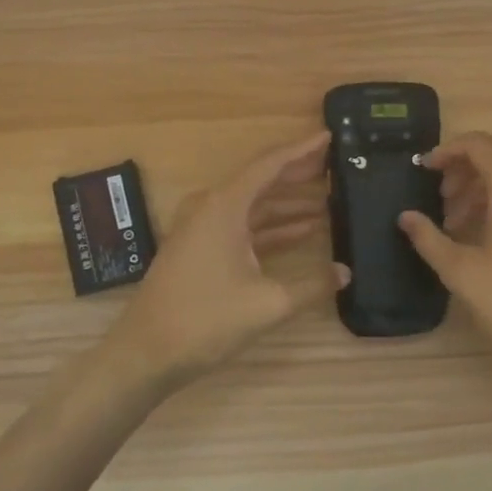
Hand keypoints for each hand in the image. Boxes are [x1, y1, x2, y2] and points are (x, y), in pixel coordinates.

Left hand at [104, 131, 346, 390]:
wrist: (145, 354)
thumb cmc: (205, 320)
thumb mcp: (267, 304)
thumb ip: (312, 285)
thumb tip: (346, 273)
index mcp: (224, 205)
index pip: (270, 164)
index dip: (302, 150)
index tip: (329, 136)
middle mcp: (212, 207)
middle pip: (262, 180)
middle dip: (298, 172)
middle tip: (334, 164)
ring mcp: (203, 228)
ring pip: (254, 205)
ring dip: (288, 203)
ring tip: (327, 200)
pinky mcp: (200, 248)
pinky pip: (243, 225)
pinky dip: (271, 227)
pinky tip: (302, 233)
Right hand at [399, 132, 491, 373]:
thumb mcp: (460, 272)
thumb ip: (428, 238)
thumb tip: (406, 217)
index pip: (481, 145)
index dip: (449, 150)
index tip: (426, 169)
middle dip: (469, 161)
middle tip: (444, 191)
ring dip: (487, 181)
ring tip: (459, 220)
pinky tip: (489, 234)